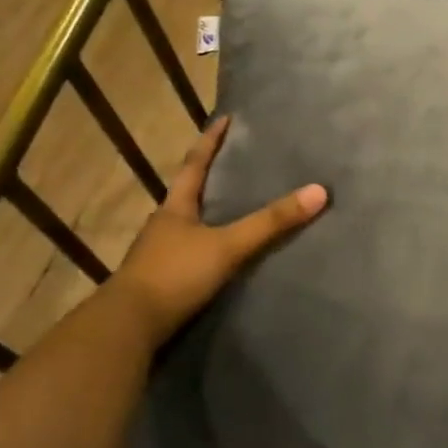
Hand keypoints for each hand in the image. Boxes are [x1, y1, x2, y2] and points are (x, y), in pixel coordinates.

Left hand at [110, 115, 326, 341]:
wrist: (127, 328)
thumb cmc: (174, 275)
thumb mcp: (228, 246)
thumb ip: (271, 222)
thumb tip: (320, 191)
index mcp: (176, 208)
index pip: (194, 164)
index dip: (210, 141)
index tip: (225, 119)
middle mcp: (164, 225)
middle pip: (189, 193)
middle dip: (210, 176)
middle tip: (237, 162)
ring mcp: (159, 255)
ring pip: (188, 224)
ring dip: (208, 213)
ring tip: (235, 207)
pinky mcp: (162, 282)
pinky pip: (190, 253)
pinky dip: (207, 245)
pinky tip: (221, 254)